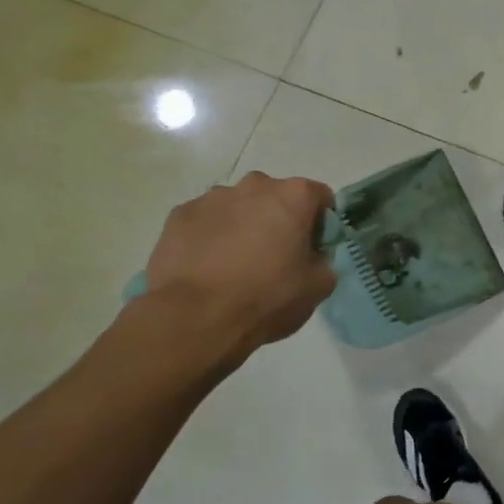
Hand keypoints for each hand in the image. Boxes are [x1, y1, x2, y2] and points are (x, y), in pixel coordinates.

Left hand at [140, 173, 336, 362]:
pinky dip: (211, 236)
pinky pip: (205, 221)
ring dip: (244, 225)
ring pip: (238, 207)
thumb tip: (313, 256)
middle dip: (279, 219)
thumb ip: (324, 261)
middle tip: (276, 256)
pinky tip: (208, 266)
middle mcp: (254, 186)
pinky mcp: (179, 215)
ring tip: (236, 264)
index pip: (319, 196)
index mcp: (293, 196)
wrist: (196, 318)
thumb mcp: (318, 286)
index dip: (321, 222)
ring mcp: (212, 198)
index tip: (314, 247)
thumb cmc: (267, 297)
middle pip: (276, 196)